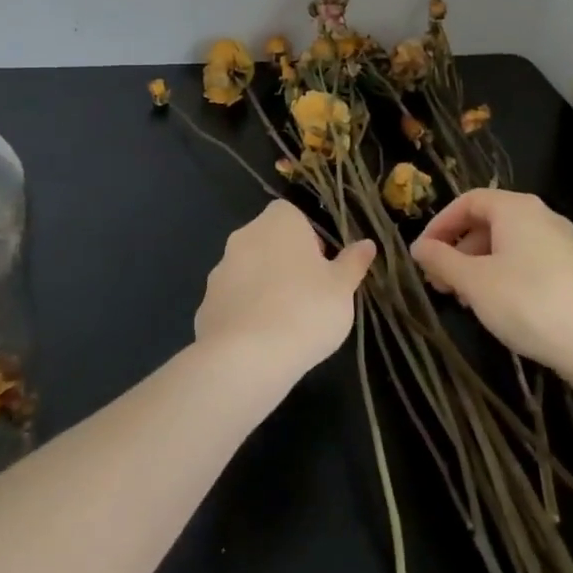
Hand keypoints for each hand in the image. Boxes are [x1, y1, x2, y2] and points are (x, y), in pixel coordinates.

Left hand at [194, 201, 375, 382]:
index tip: (322, 267)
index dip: (309, 238)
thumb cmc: (306, 310)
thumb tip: (366, 244)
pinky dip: (245, 314)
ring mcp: (220, 270)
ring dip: (264, 287)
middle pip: (269, 241)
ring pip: (249, 271)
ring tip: (286, 324)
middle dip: (286, 262)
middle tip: (309, 296)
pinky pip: (232, 302)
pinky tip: (260, 342)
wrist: (247, 357)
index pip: (293, 215)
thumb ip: (353, 263)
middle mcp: (244, 236)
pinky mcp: (205, 304)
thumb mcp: (342, 288)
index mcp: (279, 221)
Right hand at [412, 189, 572, 384]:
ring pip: (507, 243)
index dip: (440, 225)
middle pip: (487, 221)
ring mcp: (561, 241)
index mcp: (515, 207)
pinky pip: (527, 259)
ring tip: (465, 299)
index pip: (467, 201)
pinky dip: (503, 274)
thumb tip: (418, 247)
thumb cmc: (528, 303)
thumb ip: (441, 260)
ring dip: (478, 265)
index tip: (422, 255)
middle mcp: (540, 215)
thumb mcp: (474, 282)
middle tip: (439, 282)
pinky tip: (497, 305)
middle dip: (458, 249)